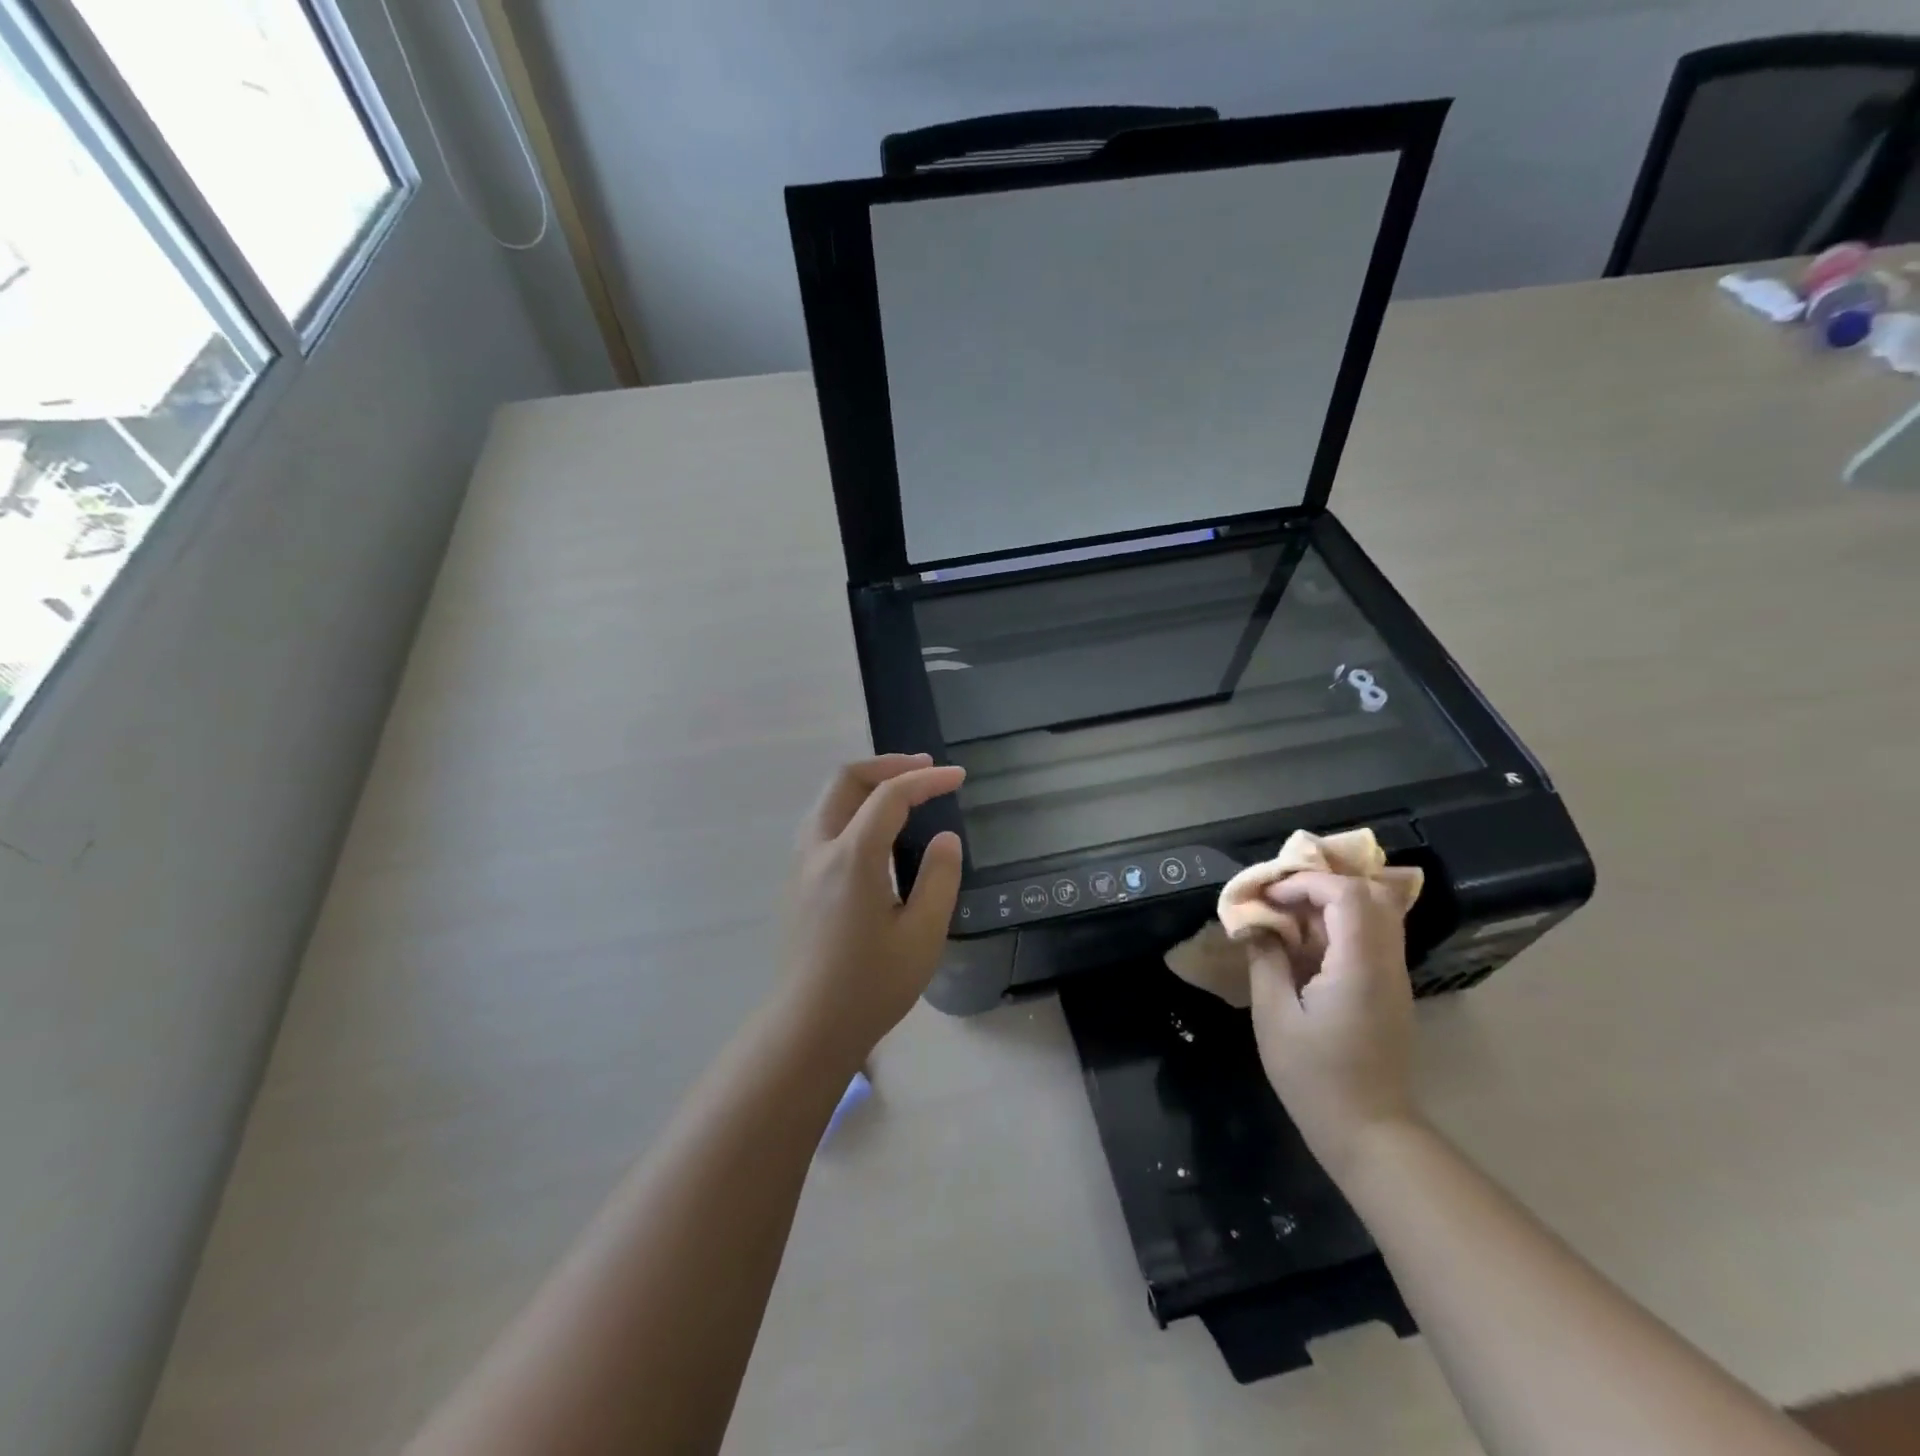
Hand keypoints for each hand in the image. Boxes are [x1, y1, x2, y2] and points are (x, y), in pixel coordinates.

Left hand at [780, 755, 965, 1064]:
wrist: (808, 1029)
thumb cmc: (871, 986)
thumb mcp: (922, 936)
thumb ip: (939, 878)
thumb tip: (944, 838)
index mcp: (852, 857)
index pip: (890, 795)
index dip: (927, 779)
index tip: (958, 777)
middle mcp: (818, 849)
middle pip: (845, 780)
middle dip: (887, 765)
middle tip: (925, 769)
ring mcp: (800, 864)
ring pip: (828, 799)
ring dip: (866, 784)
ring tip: (904, 794)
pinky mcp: (796, 882)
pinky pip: (822, 823)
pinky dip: (852, 807)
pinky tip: (876, 832)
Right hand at [1247, 872, 1419, 1177]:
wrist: (1370, 1132)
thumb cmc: (1315, 1077)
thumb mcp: (1274, 1017)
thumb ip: (1266, 961)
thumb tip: (1256, 924)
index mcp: (1360, 966)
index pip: (1347, 894)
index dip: (1305, 883)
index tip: (1268, 898)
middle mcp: (1386, 963)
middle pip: (1370, 893)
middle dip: (1321, 885)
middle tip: (1281, 899)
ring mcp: (1394, 976)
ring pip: (1375, 912)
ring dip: (1330, 904)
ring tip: (1288, 920)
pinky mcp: (1390, 989)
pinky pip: (1371, 936)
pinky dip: (1339, 926)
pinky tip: (1304, 947)